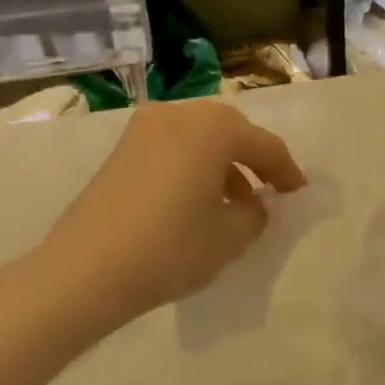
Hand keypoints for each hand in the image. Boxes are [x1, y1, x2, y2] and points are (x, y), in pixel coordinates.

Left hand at [32, 100, 306, 329]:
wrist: (85, 270)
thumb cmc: (170, 248)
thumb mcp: (229, 238)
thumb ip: (254, 214)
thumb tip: (253, 204)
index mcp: (214, 128)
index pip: (265, 145)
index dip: (287, 171)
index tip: (298, 194)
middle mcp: (180, 114)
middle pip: (230, 131)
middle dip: (253, 159)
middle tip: (268, 190)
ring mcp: (145, 128)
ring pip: (199, 138)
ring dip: (221, 163)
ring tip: (232, 202)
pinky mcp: (122, 148)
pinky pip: (173, 147)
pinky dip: (192, 165)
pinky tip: (195, 200)